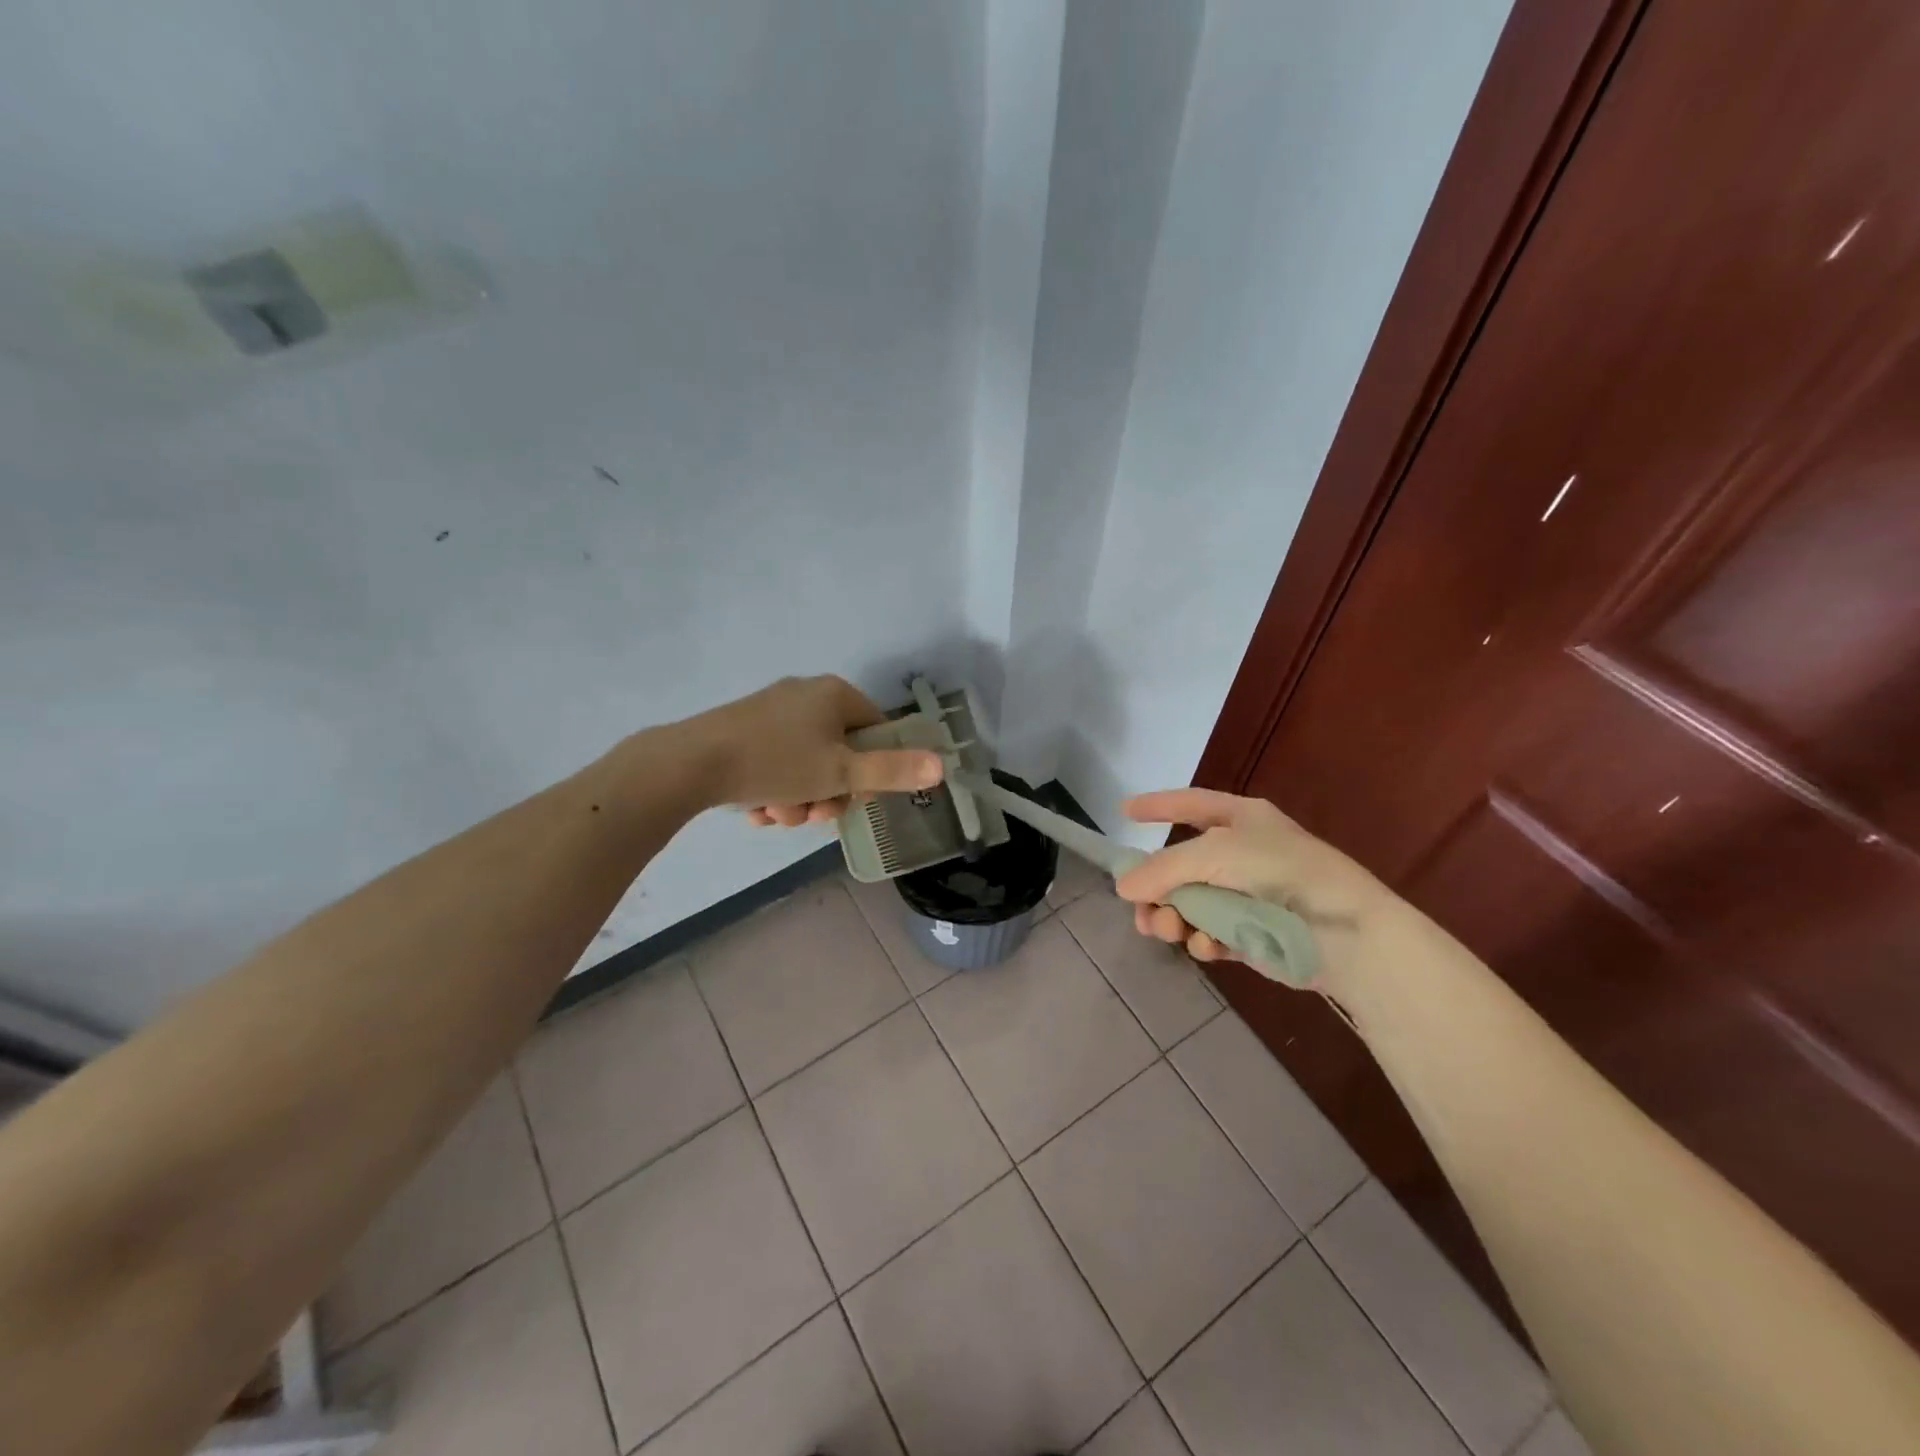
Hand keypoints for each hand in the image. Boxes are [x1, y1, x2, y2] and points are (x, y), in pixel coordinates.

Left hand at [685, 675, 942, 824]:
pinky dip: (774, 789)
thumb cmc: (776, 763)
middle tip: (811, 816)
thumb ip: (892, 772)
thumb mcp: (841, 773)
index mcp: (835, 694)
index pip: (877, 732)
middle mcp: (807, 694)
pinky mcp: (745, 728)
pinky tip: (758, 810)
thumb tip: (942, 767)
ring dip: (800, 799)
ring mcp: (773, 710)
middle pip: (840, 753)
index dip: (871, 771)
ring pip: (806, 764)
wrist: (690, 763)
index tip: (852, 797)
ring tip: (777, 816)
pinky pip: (777, 762)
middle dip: (828, 793)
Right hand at [1114, 788, 1389, 975]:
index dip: (1157, 805)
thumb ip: (1163, 868)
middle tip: (1141, 909)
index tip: (1123, 810)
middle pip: (1180, 866)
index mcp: (1241, 820)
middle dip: (1156, 888)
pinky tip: (1206, 946)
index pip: (1190, 804)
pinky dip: (1202, 940)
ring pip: (1190, 904)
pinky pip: (1210, 933)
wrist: (1345, 934)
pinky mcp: (1252, 935)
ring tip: (1168, 930)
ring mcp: (1247, 896)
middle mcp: (1241, 854)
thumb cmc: (1280, 873)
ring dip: (1172, 917)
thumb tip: (1123, 887)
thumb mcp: (1214, 854)